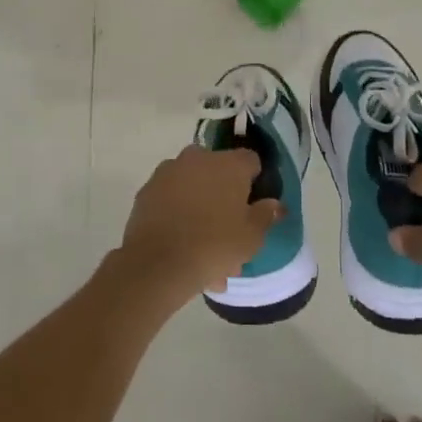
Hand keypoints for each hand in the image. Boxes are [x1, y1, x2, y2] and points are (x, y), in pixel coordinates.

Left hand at [108, 146, 281, 311]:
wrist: (158, 263)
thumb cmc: (215, 245)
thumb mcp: (252, 236)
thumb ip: (266, 215)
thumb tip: (275, 204)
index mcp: (228, 164)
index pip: (251, 161)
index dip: (255, 182)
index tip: (254, 205)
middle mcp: (197, 159)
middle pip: (218, 174)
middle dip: (224, 198)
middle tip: (229, 233)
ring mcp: (168, 172)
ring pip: (193, 189)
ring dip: (200, 210)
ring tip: (204, 252)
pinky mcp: (146, 191)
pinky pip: (171, 201)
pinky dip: (178, 217)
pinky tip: (182, 249)